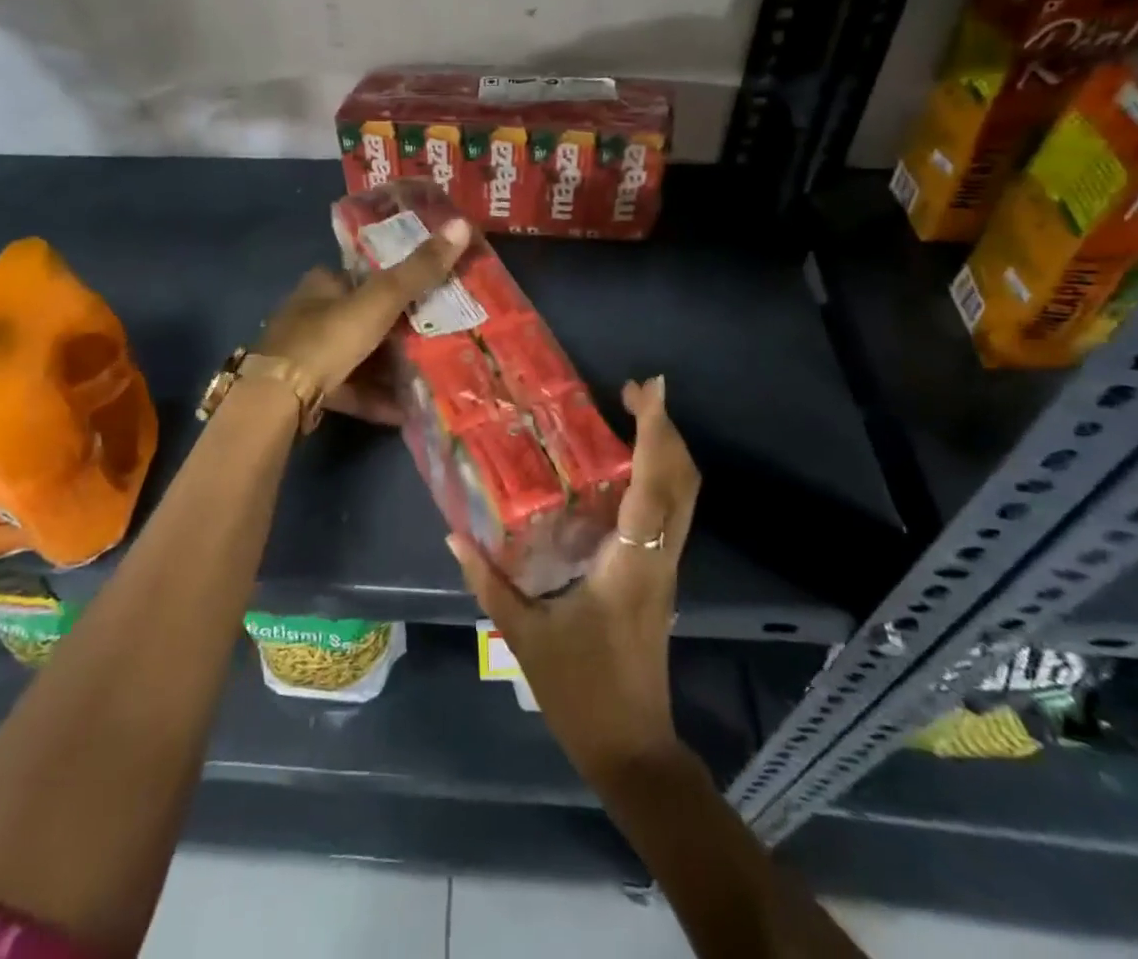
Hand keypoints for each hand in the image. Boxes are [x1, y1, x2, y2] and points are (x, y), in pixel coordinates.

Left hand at [257, 219, 471, 423]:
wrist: (278, 397)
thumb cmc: (328, 337)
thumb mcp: (380, 300)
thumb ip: (419, 269)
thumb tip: (462, 224)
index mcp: (322, 284)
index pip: (363, 275)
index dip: (394, 282)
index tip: (429, 294)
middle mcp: (311, 314)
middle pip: (363, 318)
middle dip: (397, 331)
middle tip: (436, 338)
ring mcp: (307, 354)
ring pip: (358, 357)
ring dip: (389, 368)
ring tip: (427, 377)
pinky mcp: (308, 389)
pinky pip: (351, 389)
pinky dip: (376, 397)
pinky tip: (404, 410)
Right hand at [449, 376, 700, 783]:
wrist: (632, 749)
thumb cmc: (581, 690)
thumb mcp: (525, 634)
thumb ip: (488, 581)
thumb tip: (453, 536)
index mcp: (631, 561)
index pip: (654, 483)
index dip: (655, 431)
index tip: (648, 389)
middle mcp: (658, 555)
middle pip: (683, 480)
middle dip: (667, 428)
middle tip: (637, 390)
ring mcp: (665, 566)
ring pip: (684, 495)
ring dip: (666, 449)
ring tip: (634, 415)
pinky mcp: (660, 576)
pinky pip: (671, 512)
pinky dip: (659, 476)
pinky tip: (624, 468)